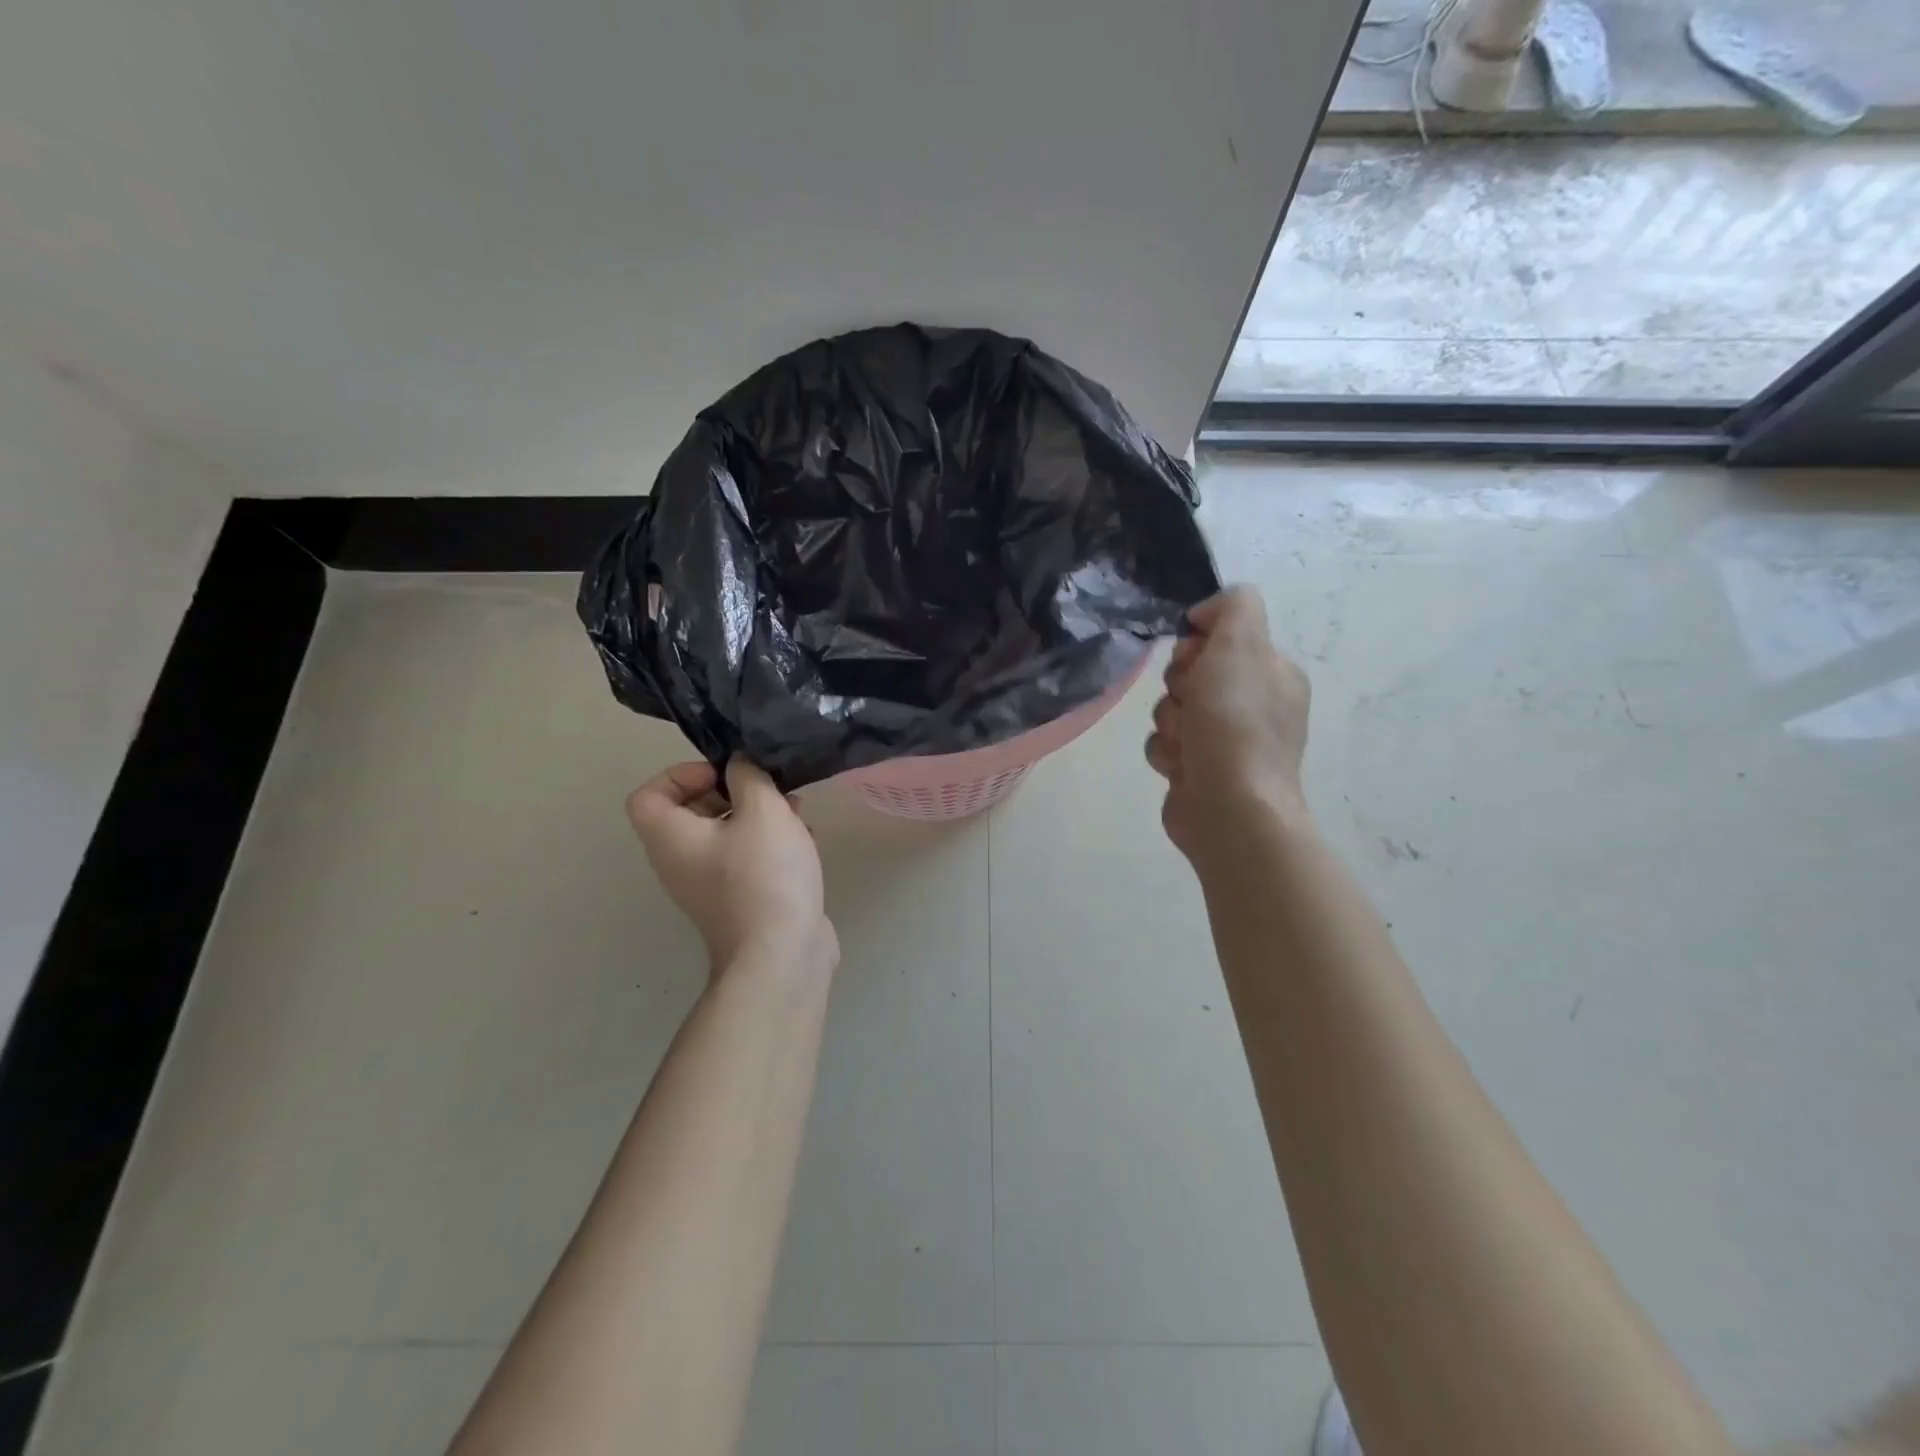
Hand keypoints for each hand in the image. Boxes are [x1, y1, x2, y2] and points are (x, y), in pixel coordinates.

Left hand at [626, 757, 837, 973]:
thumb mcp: (762, 811)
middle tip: (767, 788)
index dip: (681, 774)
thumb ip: (749, 776)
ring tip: (794, 810)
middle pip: (689, 811)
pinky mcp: (738, 899)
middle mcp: (680, 861)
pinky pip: (744, 857)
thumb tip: (740, 764)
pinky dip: (768, 842)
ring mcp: (709, 885)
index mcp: (671, 838)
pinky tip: (804, 839)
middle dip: (731, 791)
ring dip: (757, 815)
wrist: (781, 954)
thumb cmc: (764, 875)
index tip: (724, 775)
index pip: (649, 794)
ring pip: (724, 833)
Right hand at [1145, 586, 1312, 861]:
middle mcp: (1252, 704)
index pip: (1219, 638)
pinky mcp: (1198, 770)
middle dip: (1179, 687)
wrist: (1229, 805)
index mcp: (1271, 672)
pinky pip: (1164, 744)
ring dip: (1169, 723)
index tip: (1196, 661)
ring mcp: (1225, 741)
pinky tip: (1181, 767)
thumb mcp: (1242, 643)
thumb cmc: (1236, 722)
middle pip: (1189, 673)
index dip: (1197, 646)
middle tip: (1192, 704)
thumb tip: (1206, 615)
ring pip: (1171, 709)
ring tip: (1186, 744)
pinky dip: (1166, 752)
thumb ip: (1233, 606)